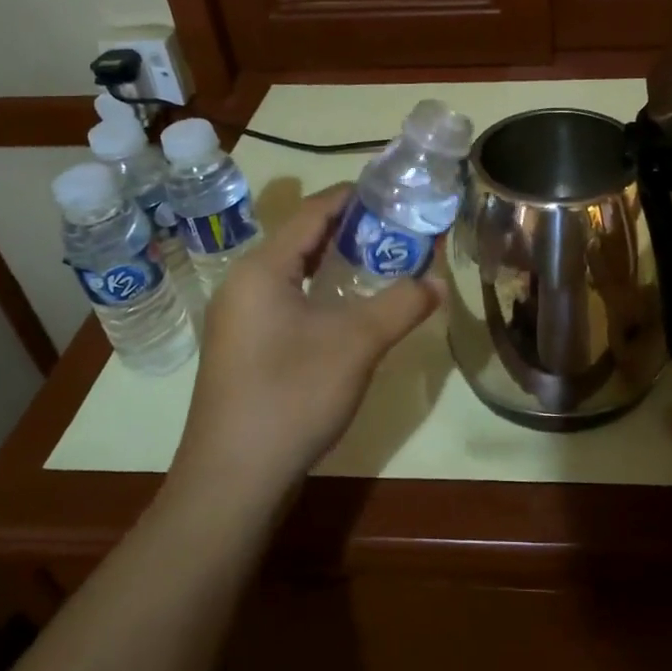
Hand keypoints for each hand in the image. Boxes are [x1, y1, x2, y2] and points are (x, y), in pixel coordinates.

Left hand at [169, 185, 442, 509]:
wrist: (233, 480)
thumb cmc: (292, 396)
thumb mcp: (357, 344)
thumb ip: (401, 304)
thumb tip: (438, 281)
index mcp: (262, 269)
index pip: (311, 213)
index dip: (353, 196)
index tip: (394, 190)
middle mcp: (243, 285)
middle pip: (302, 241)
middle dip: (351, 231)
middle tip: (399, 228)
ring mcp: (239, 321)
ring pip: (295, 275)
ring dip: (337, 265)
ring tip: (383, 262)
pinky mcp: (244, 351)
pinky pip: (287, 304)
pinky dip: (322, 295)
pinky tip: (350, 312)